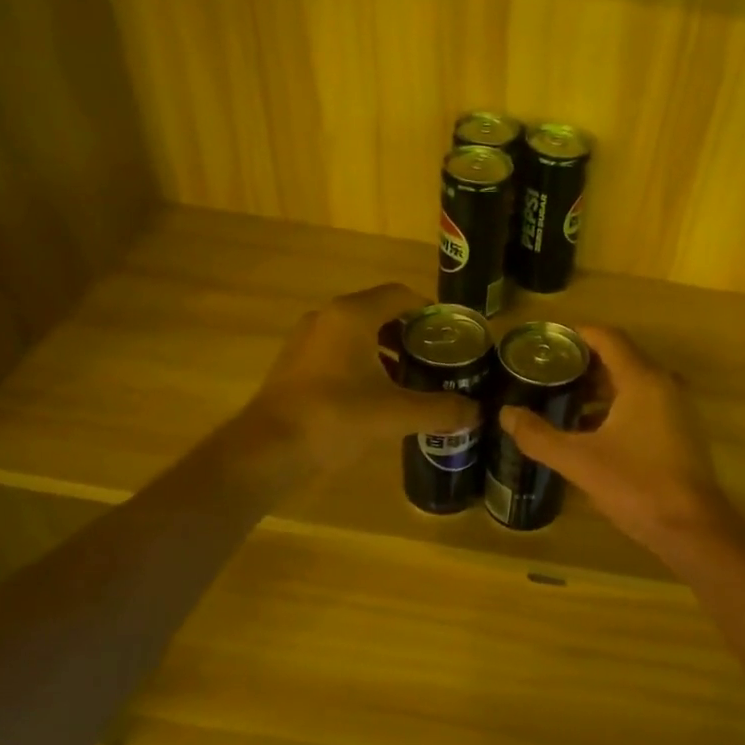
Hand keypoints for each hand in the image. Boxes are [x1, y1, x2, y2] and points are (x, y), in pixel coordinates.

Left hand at [243, 283, 479, 472]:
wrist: (268, 450)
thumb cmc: (335, 417)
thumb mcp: (396, 414)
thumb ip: (440, 410)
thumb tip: (477, 412)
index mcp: (353, 316)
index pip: (401, 295)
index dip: (430, 311)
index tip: (452, 334)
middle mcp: (328, 318)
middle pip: (380, 312)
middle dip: (412, 334)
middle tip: (439, 358)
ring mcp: (308, 340)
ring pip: (358, 333)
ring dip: (387, 350)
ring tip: (414, 378)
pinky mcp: (297, 364)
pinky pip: (340, 351)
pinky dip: (364, 363)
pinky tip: (379, 394)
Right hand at [498, 326, 736, 553]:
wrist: (691, 529)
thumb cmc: (636, 486)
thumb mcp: (579, 461)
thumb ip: (539, 436)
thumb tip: (506, 413)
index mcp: (642, 380)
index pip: (608, 338)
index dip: (576, 334)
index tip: (546, 342)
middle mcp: (663, 385)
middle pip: (620, 358)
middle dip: (582, 363)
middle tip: (545, 372)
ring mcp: (675, 409)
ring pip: (631, 383)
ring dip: (597, 387)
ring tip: (560, 399)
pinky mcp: (679, 432)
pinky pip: (642, 404)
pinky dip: (614, 407)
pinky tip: (588, 431)